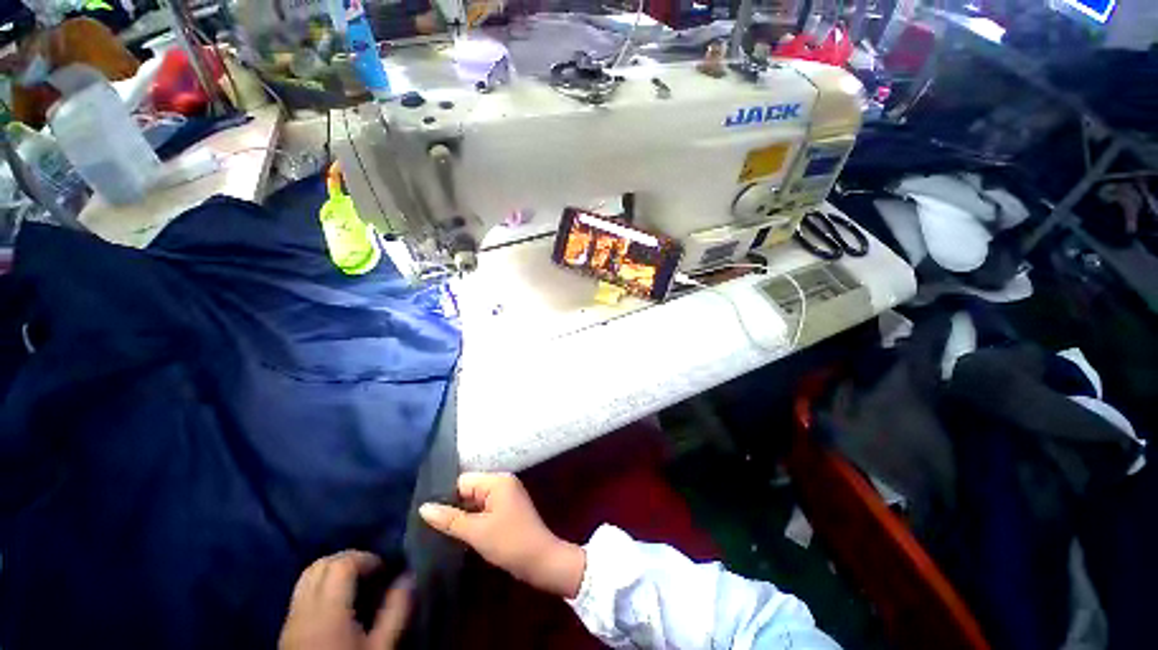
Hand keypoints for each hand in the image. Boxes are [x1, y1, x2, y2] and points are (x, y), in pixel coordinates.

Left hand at [279, 551, 411, 649]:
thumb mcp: (381, 647)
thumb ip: (395, 611)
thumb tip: (409, 577)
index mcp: (327, 611)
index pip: (341, 564)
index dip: (365, 558)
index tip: (384, 569)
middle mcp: (305, 609)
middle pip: (321, 565)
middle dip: (348, 559)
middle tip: (371, 571)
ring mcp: (291, 619)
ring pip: (307, 576)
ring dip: (332, 570)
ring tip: (355, 583)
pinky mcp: (286, 629)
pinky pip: (301, 593)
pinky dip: (321, 585)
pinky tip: (337, 602)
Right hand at [420, 472, 585, 598]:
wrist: (541, 561)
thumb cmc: (509, 542)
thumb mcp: (477, 531)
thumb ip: (450, 519)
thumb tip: (423, 507)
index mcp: (498, 480)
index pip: (463, 481)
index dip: (445, 496)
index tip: (424, 514)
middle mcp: (502, 483)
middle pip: (469, 490)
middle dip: (451, 506)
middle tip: (427, 525)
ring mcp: (505, 496)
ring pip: (474, 501)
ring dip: (461, 515)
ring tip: (436, 531)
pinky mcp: (506, 510)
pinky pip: (483, 509)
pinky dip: (471, 520)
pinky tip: (455, 533)